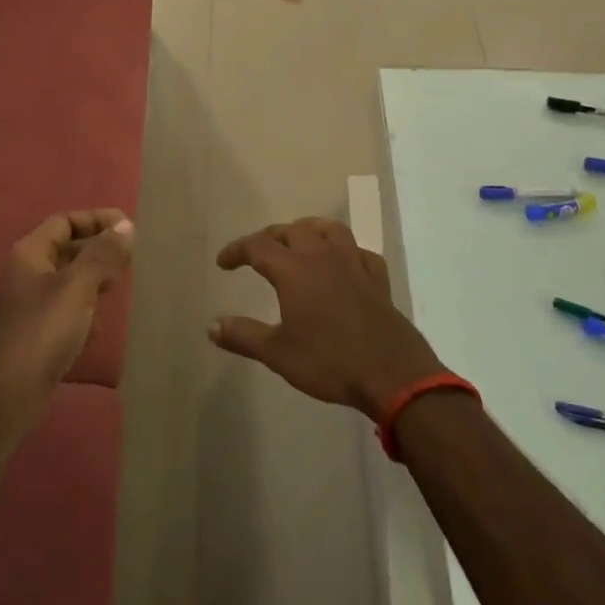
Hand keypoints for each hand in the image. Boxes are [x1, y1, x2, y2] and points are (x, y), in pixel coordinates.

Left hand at [0, 210, 134, 404]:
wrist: (8, 395)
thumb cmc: (43, 331)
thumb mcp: (78, 287)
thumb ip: (102, 254)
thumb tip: (126, 225)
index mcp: (30, 254)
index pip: (65, 221)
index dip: (96, 219)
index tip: (128, 228)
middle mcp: (25, 274)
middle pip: (66, 249)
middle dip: (97, 251)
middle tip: (128, 259)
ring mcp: (27, 306)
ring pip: (67, 281)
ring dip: (93, 280)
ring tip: (119, 287)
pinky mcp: (34, 335)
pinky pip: (64, 310)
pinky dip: (84, 310)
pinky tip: (98, 327)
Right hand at [210, 218, 445, 419]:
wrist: (392, 375)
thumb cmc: (329, 362)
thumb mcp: (278, 353)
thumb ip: (243, 336)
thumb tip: (212, 325)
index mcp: (294, 271)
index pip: (258, 246)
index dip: (237, 250)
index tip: (223, 263)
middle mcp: (322, 258)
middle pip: (293, 230)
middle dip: (271, 236)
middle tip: (258, 254)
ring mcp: (354, 265)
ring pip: (330, 230)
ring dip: (310, 230)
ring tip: (300, 242)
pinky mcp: (378, 280)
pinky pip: (361, 253)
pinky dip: (347, 252)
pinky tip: (344, 265)